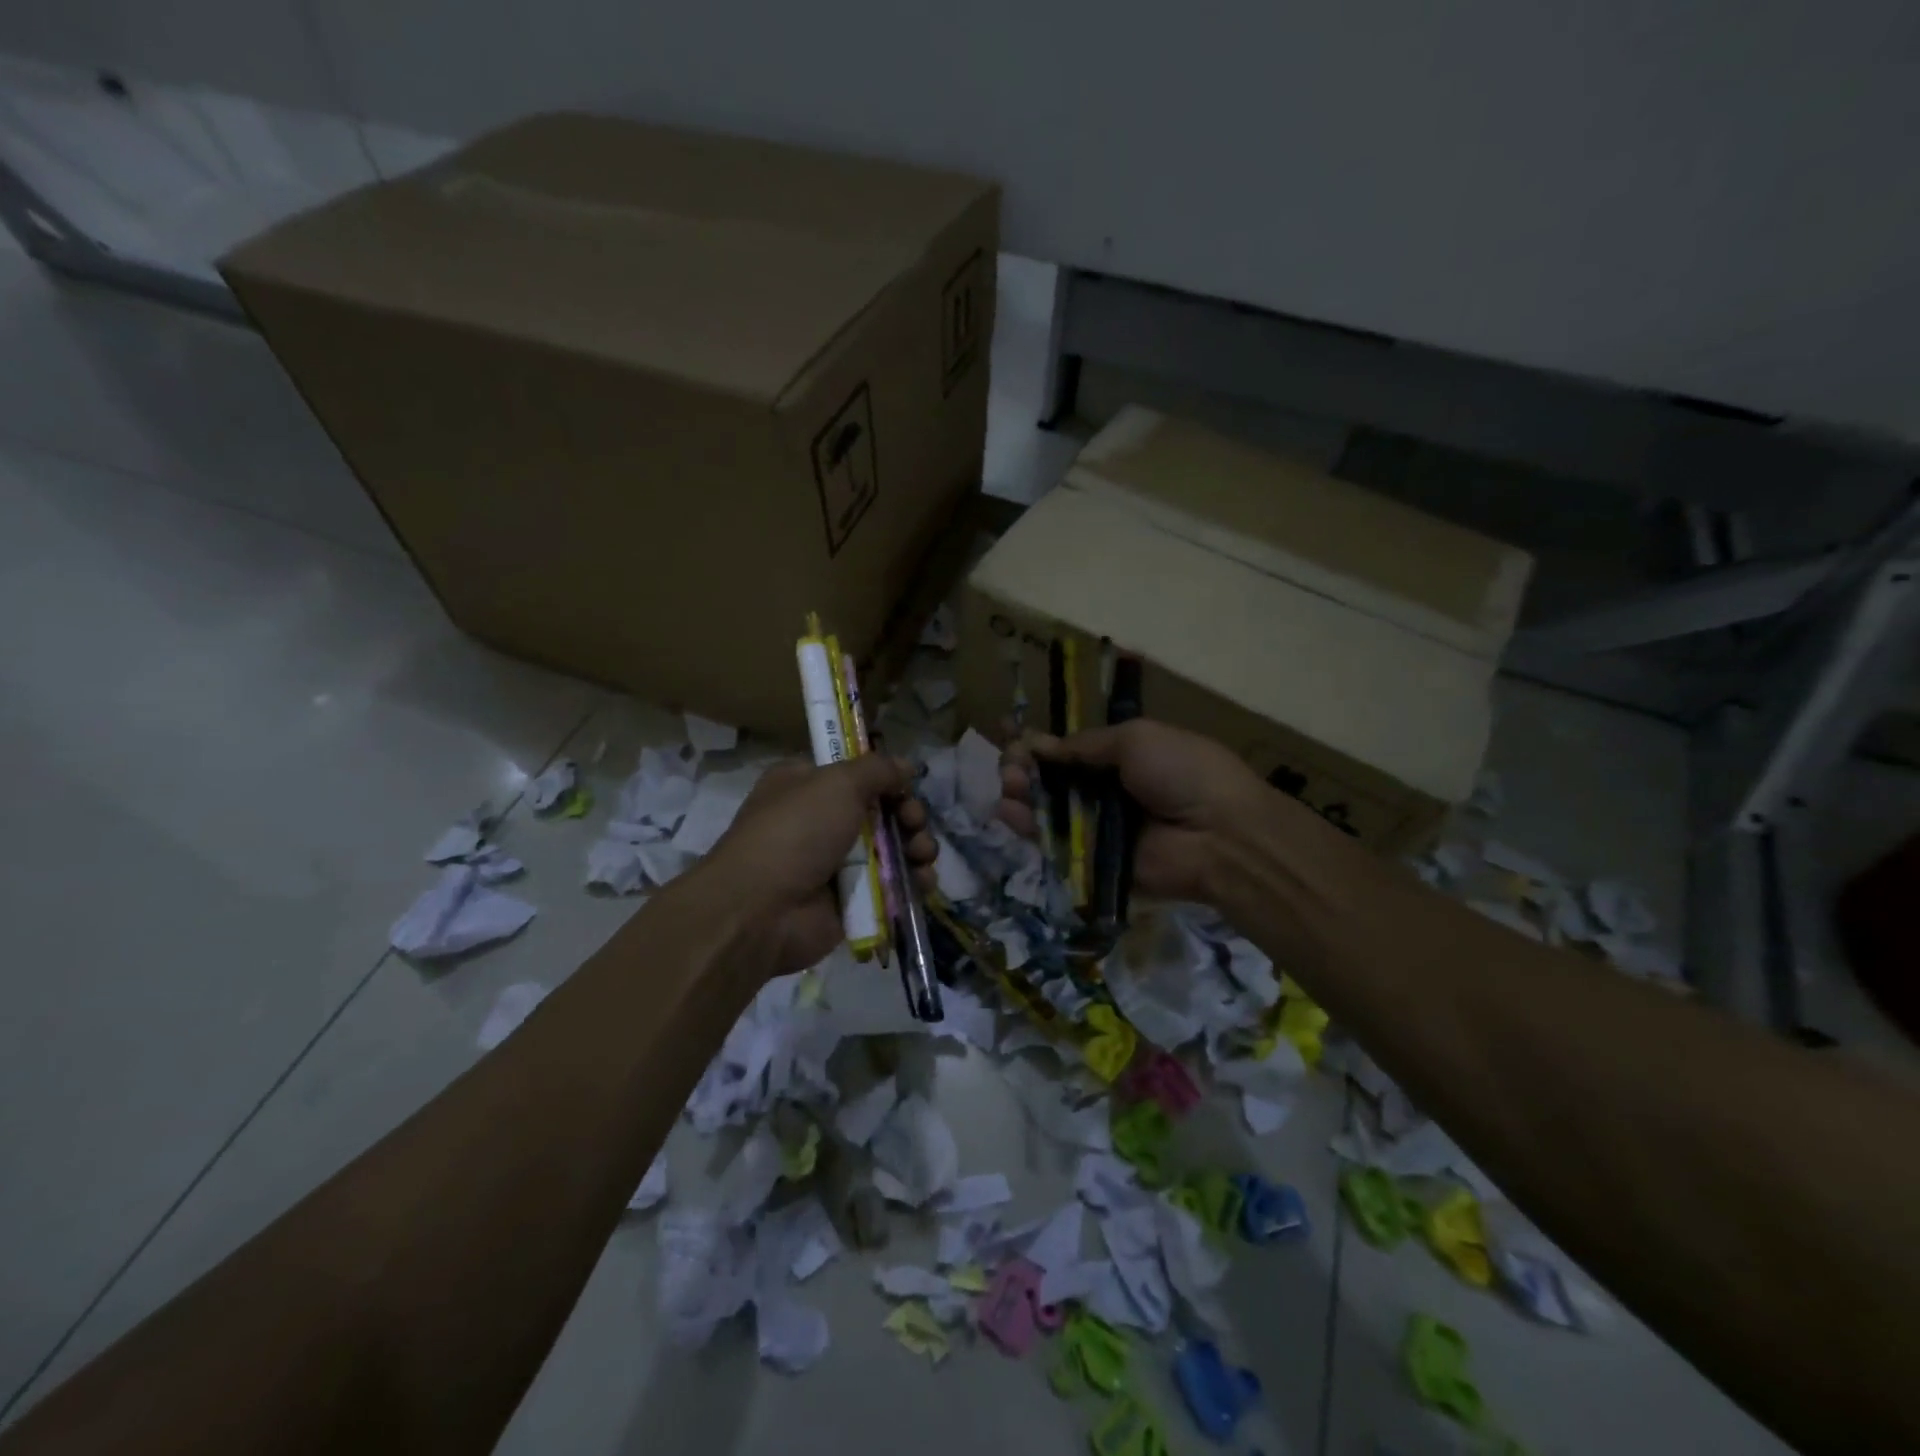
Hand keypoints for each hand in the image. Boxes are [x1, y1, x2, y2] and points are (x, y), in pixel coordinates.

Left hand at [703, 755, 937, 976]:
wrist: (762, 910)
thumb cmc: (796, 832)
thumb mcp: (838, 783)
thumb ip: (878, 770)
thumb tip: (906, 766)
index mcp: (807, 785)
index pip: (856, 774)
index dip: (886, 779)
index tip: (906, 786)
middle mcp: (821, 821)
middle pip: (882, 811)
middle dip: (908, 816)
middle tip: (914, 823)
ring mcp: (836, 863)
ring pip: (892, 849)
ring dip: (916, 848)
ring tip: (923, 856)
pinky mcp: (851, 900)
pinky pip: (891, 886)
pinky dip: (912, 882)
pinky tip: (924, 882)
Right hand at [994, 719, 1265, 906]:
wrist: (1219, 835)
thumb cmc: (1182, 772)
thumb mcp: (1136, 739)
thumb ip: (1084, 744)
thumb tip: (1038, 743)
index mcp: (1124, 757)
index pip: (1071, 750)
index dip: (1041, 743)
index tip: (1010, 734)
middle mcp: (1108, 792)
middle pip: (1054, 780)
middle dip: (1026, 768)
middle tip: (1008, 764)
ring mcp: (1099, 828)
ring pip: (1049, 810)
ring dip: (1022, 793)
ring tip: (1006, 783)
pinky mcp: (1091, 861)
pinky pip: (1055, 843)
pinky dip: (1028, 827)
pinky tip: (1007, 810)